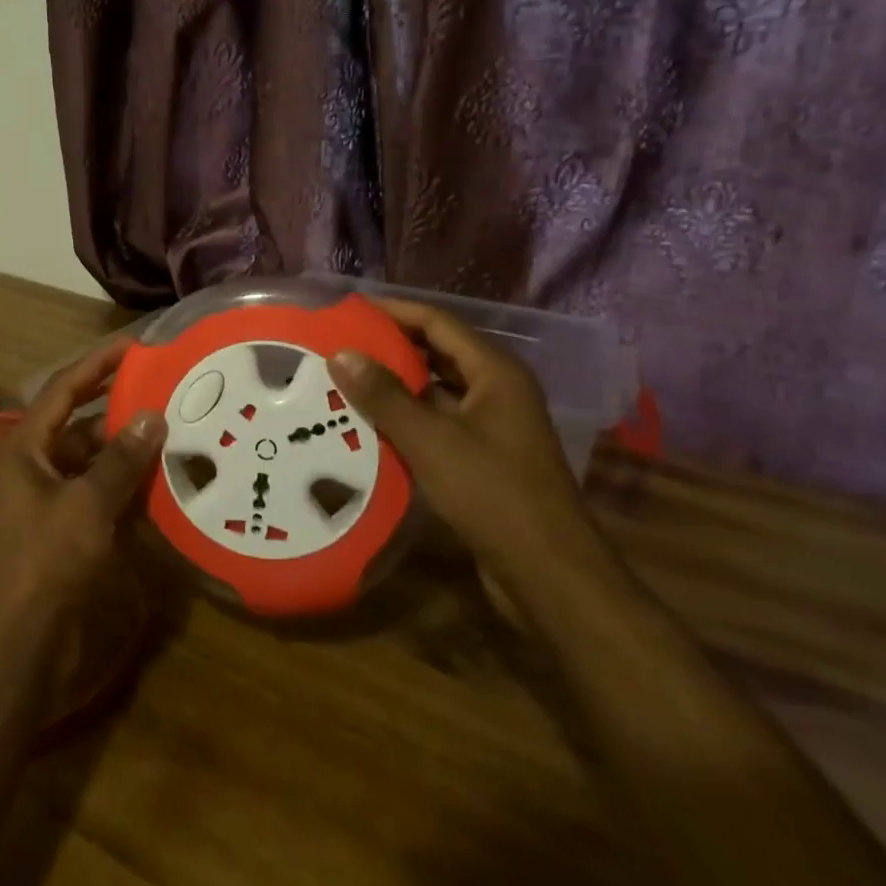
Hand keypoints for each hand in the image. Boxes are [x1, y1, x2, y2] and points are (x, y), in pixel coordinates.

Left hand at [0, 338, 164, 634]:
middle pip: (83, 425)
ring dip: (130, 451)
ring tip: (177, 432)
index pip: (64, 389)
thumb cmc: (45, 563)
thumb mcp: (86, 505)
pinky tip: (165, 482)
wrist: (18, 646)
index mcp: (26, 448)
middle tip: (169, 392)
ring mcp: (52, 499)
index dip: (97, 364)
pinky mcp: (68, 530)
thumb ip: (121, 460)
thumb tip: (152, 415)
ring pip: (96, 462)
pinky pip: (102, 494)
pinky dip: (129, 487)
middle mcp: (37, 466)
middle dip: (122, 410)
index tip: (135, 345)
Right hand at [326, 298, 587, 571]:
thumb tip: (341, 353)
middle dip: (389, 348)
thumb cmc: (492, 494)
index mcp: (495, 372)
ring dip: (394, 386)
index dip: (393, 312)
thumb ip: (384, 395)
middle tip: (338, 347)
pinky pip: (438, 423)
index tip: (347, 311)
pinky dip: (406, 419)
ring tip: (343, 383)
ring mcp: (492, 425)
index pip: (437, 322)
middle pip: (437, 353)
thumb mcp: (430, 440)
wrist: (547, 574)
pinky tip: (368, 427)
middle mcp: (497, 390)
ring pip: (435, 391)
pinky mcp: (483, 457)